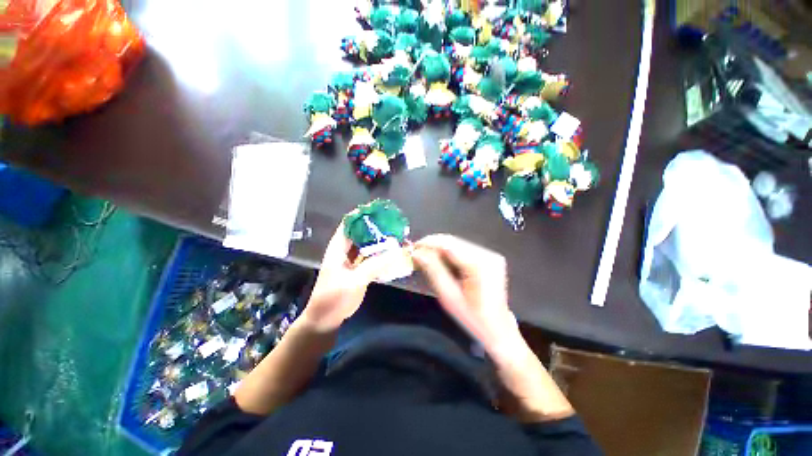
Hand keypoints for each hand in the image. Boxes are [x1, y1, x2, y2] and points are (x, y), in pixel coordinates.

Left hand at [302, 223, 398, 331]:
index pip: (349, 224)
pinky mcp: (357, 270)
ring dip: (378, 240)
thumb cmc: (334, 298)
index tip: (380, 211)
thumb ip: (374, 265)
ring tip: (394, 235)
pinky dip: (378, 253)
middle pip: (359, 232)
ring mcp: (351, 260)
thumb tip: (396, 251)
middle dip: (375, 227)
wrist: (325, 320)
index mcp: (338, 248)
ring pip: (365, 244)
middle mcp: (344, 250)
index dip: (362, 215)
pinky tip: (391, 252)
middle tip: (393, 224)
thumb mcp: (354, 281)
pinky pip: (369, 257)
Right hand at [412, 234, 520, 354]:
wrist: (498, 328)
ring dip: (439, 249)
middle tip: (416, 255)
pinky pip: (463, 249)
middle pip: (453, 242)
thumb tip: (416, 253)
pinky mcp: (489, 257)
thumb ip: (433, 271)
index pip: (449, 245)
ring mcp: (490, 254)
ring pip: (457, 243)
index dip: (428, 243)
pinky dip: (449, 253)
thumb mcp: (449, 297)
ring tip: (425, 259)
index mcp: (480, 265)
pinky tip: (440, 262)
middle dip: (432, 246)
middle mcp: (487, 255)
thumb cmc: (472, 318)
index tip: (412, 248)